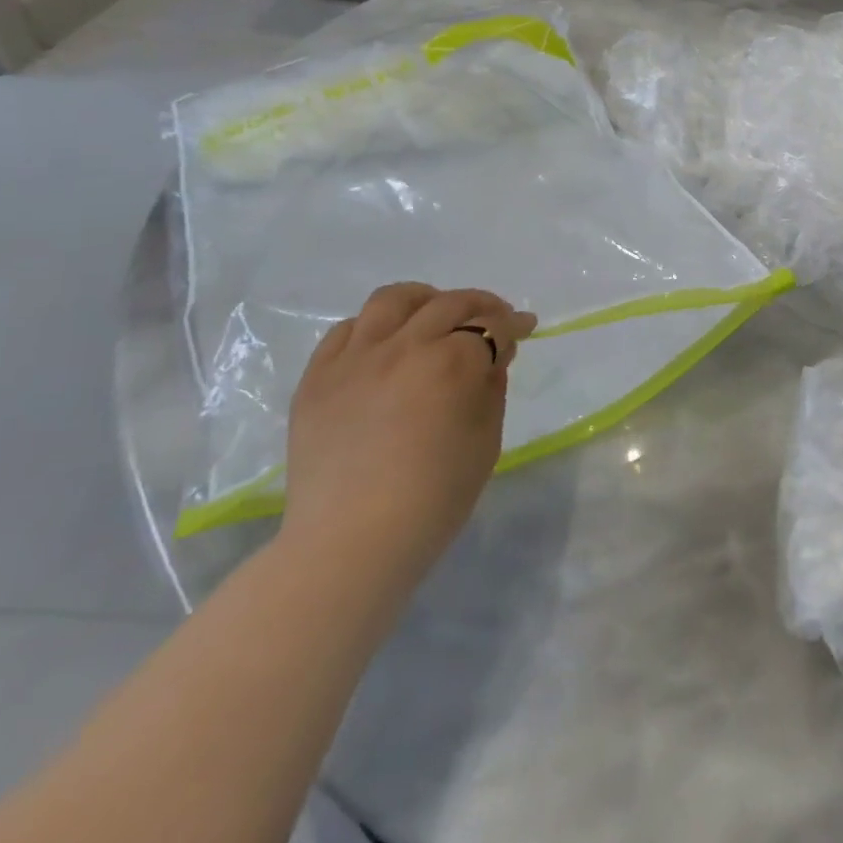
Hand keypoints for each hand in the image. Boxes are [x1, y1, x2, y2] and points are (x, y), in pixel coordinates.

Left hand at [279, 283, 536, 600]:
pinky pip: (347, 330)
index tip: (525, 327)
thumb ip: (491, 386)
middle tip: (493, 320)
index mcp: (451, 363)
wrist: (352, 542)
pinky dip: (375, 327)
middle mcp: (403, 346)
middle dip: (480, 306)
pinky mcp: (318, 377)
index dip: (513, 324)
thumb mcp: (486, 438)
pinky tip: (386, 345)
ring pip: (393, 300)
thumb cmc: (435, 497)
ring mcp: (355, 358)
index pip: (491, 325)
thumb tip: (491, 354)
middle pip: (449, 303)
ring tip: (434, 315)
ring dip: (425, 300)